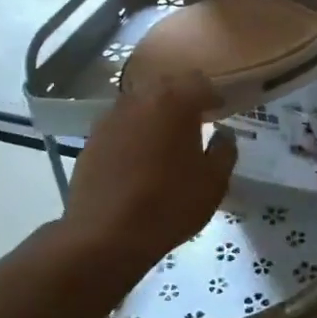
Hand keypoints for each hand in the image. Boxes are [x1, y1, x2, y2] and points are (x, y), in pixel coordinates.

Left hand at [65, 71, 237, 264]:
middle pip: (166, 87)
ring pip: (139, 105)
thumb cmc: (169, 205)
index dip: (212, 95)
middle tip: (194, 122)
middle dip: (182, 100)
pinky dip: (132, 134)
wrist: (105, 235)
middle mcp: (140, 99)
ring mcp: (110, 117)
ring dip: (154, 115)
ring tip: (164, 140)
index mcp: (174, 101)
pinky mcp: (91, 139)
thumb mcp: (213, 183)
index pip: (199, 82)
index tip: (220, 111)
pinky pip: (120, 126)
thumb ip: (224, 151)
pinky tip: (137, 158)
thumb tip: (223, 134)